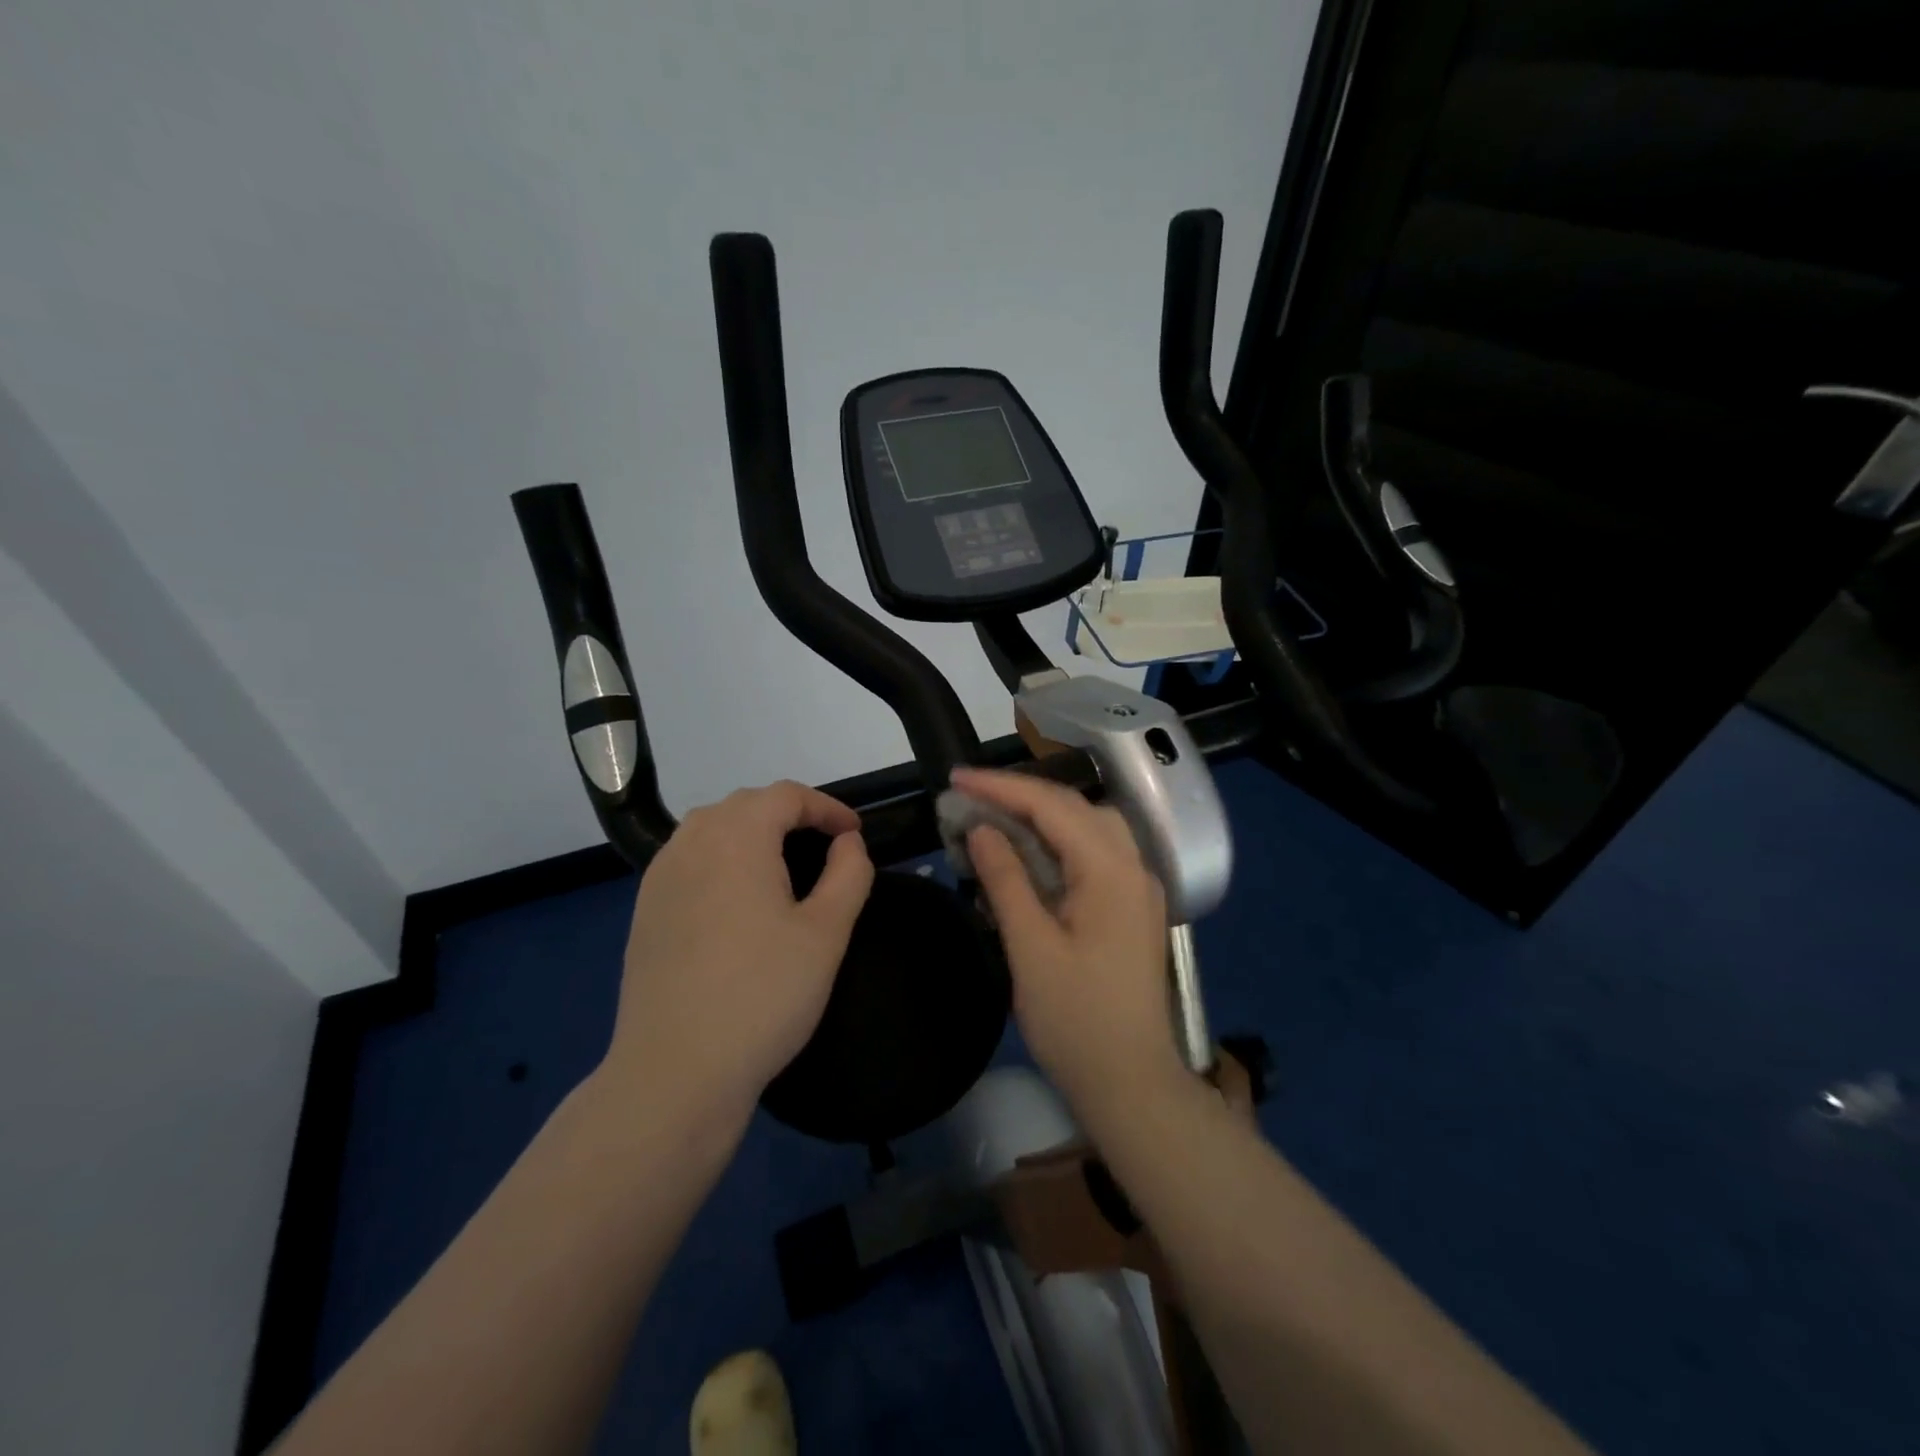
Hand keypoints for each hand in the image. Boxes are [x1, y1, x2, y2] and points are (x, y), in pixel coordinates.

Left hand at [604, 781, 874, 1123]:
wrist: (674, 1073)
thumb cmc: (763, 995)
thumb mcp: (827, 933)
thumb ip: (848, 874)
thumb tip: (847, 843)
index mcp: (736, 838)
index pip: (786, 796)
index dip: (827, 808)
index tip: (855, 834)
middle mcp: (690, 843)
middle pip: (746, 804)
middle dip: (791, 814)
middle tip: (825, 847)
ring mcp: (660, 877)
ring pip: (711, 828)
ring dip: (753, 832)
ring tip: (784, 865)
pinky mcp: (645, 910)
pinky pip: (689, 859)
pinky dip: (722, 858)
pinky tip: (738, 898)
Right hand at [952, 766, 1184, 1115]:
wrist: (1131, 1085)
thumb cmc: (1076, 1021)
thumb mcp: (1030, 949)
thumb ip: (1006, 880)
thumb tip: (981, 828)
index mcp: (1111, 871)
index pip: (1052, 807)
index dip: (1001, 788)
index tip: (956, 779)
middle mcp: (1133, 867)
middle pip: (1074, 808)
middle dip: (1019, 795)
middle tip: (968, 796)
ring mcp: (1137, 887)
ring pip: (1087, 827)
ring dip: (1041, 815)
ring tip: (993, 817)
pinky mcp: (1131, 907)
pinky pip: (1094, 854)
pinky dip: (1057, 843)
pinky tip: (1027, 853)